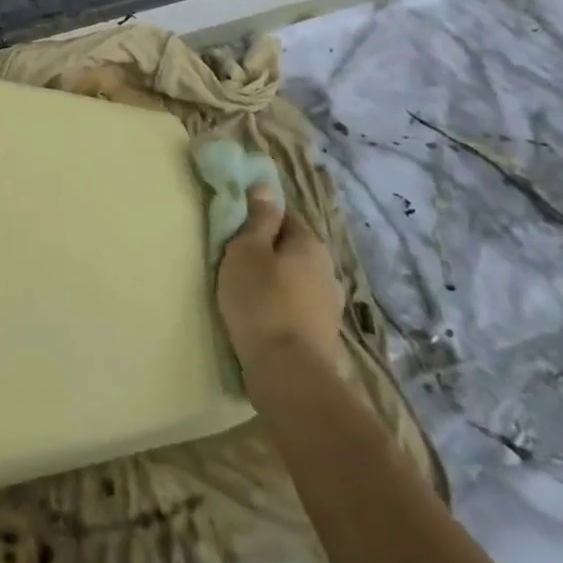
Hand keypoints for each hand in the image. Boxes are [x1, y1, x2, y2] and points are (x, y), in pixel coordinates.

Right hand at [216, 184, 344, 371]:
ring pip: (294, 279)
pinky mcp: (322, 334)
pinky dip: (279, 306)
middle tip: (234, 259)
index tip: (235, 227)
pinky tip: (261, 317)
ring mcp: (328, 305)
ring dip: (274, 281)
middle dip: (267, 251)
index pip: (284, 215)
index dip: (259, 217)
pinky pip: (296, 307)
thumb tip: (265, 188)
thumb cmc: (261, 301)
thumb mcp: (247, 251)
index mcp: (310, 244)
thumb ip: (258, 219)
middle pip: (291, 249)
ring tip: (245, 291)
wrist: (288, 373)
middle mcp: (327, 270)